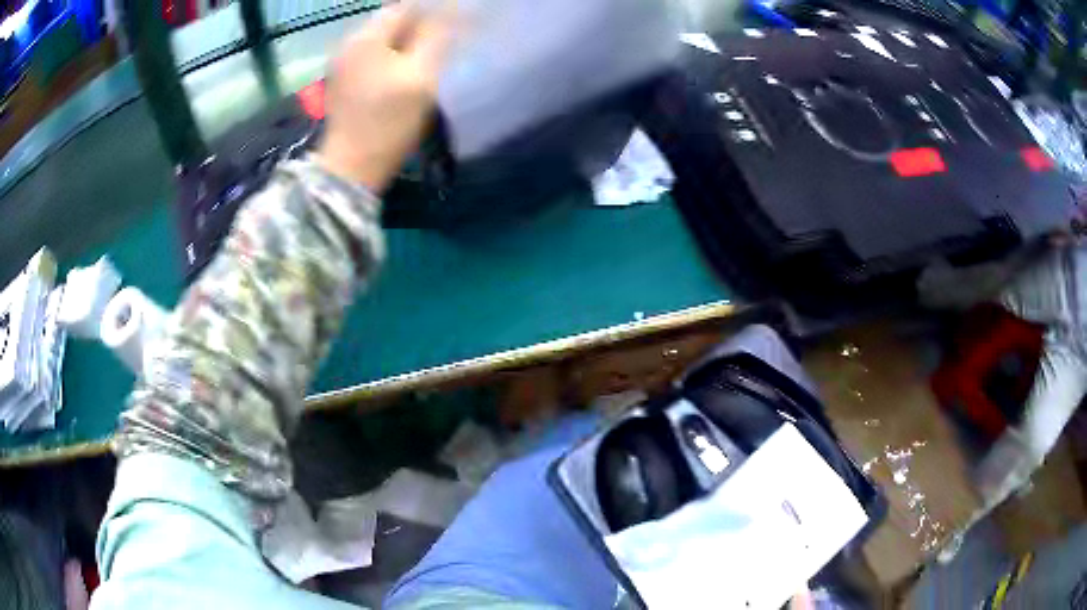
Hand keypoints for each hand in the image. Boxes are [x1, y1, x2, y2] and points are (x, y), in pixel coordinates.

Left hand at [317, 4, 453, 191]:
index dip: (434, 11)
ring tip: (429, 60)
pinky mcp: (344, 83)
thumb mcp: (420, 76)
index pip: (405, 7)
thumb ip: (436, 36)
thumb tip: (452, 7)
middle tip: (445, 45)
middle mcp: (349, 43)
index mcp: (366, 37)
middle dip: (420, 27)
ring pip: (383, 40)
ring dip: (408, 43)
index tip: (454, 28)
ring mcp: (343, 64)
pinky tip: (405, 75)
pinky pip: (374, 58)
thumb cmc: (388, 122)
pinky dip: (393, 59)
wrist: (351, 170)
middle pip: (392, 22)